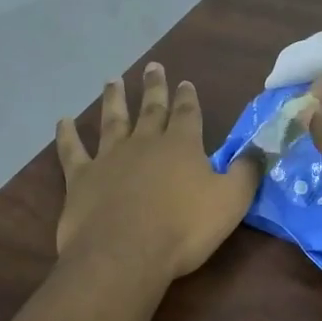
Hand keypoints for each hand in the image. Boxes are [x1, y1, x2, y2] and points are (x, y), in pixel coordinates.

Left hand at [54, 62, 260, 281]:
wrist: (124, 253)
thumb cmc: (183, 229)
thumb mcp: (230, 201)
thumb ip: (246, 172)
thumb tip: (259, 149)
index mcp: (181, 146)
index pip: (187, 113)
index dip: (187, 97)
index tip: (185, 82)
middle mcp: (144, 143)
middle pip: (151, 109)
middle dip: (154, 88)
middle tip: (153, 67)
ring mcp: (109, 158)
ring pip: (112, 121)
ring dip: (114, 100)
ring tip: (113, 81)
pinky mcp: (81, 178)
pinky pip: (72, 150)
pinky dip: (67, 135)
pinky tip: (62, 122)